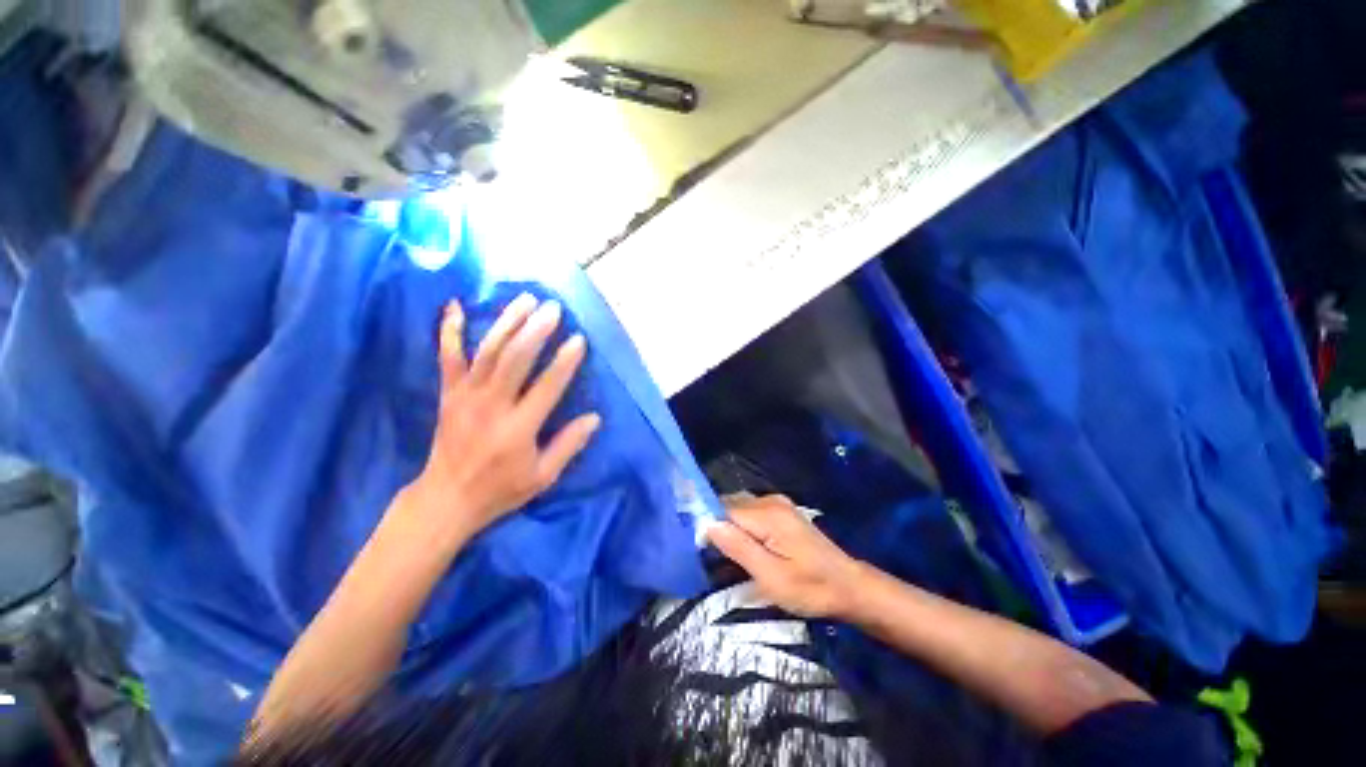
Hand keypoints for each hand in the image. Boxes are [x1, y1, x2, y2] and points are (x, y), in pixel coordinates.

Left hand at [404, 294, 600, 548]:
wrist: (445, 498)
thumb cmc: (501, 489)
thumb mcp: (543, 476)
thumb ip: (569, 445)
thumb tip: (595, 417)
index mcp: (518, 428)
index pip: (547, 386)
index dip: (564, 362)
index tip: (579, 339)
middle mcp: (491, 406)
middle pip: (514, 359)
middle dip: (536, 330)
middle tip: (553, 308)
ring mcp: (465, 396)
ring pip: (488, 351)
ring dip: (508, 322)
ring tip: (526, 299)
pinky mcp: (448, 393)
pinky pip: (448, 356)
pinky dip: (449, 330)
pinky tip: (455, 305)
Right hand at [706, 495, 865, 618]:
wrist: (849, 586)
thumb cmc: (811, 588)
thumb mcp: (771, 577)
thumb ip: (738, 548)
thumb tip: (708, 524)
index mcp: (768, 515)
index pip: (724, 510)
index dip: (709, 526)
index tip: (701, 550)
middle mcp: (770, 501)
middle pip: (730, 505)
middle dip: (717, 525)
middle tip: (713, 556)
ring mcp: (778, 503)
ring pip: (739, 508)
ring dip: (729, 526)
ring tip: (726, 553)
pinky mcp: (782, 511)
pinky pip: (751, 511)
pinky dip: (741, 525)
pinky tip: (744, 545)